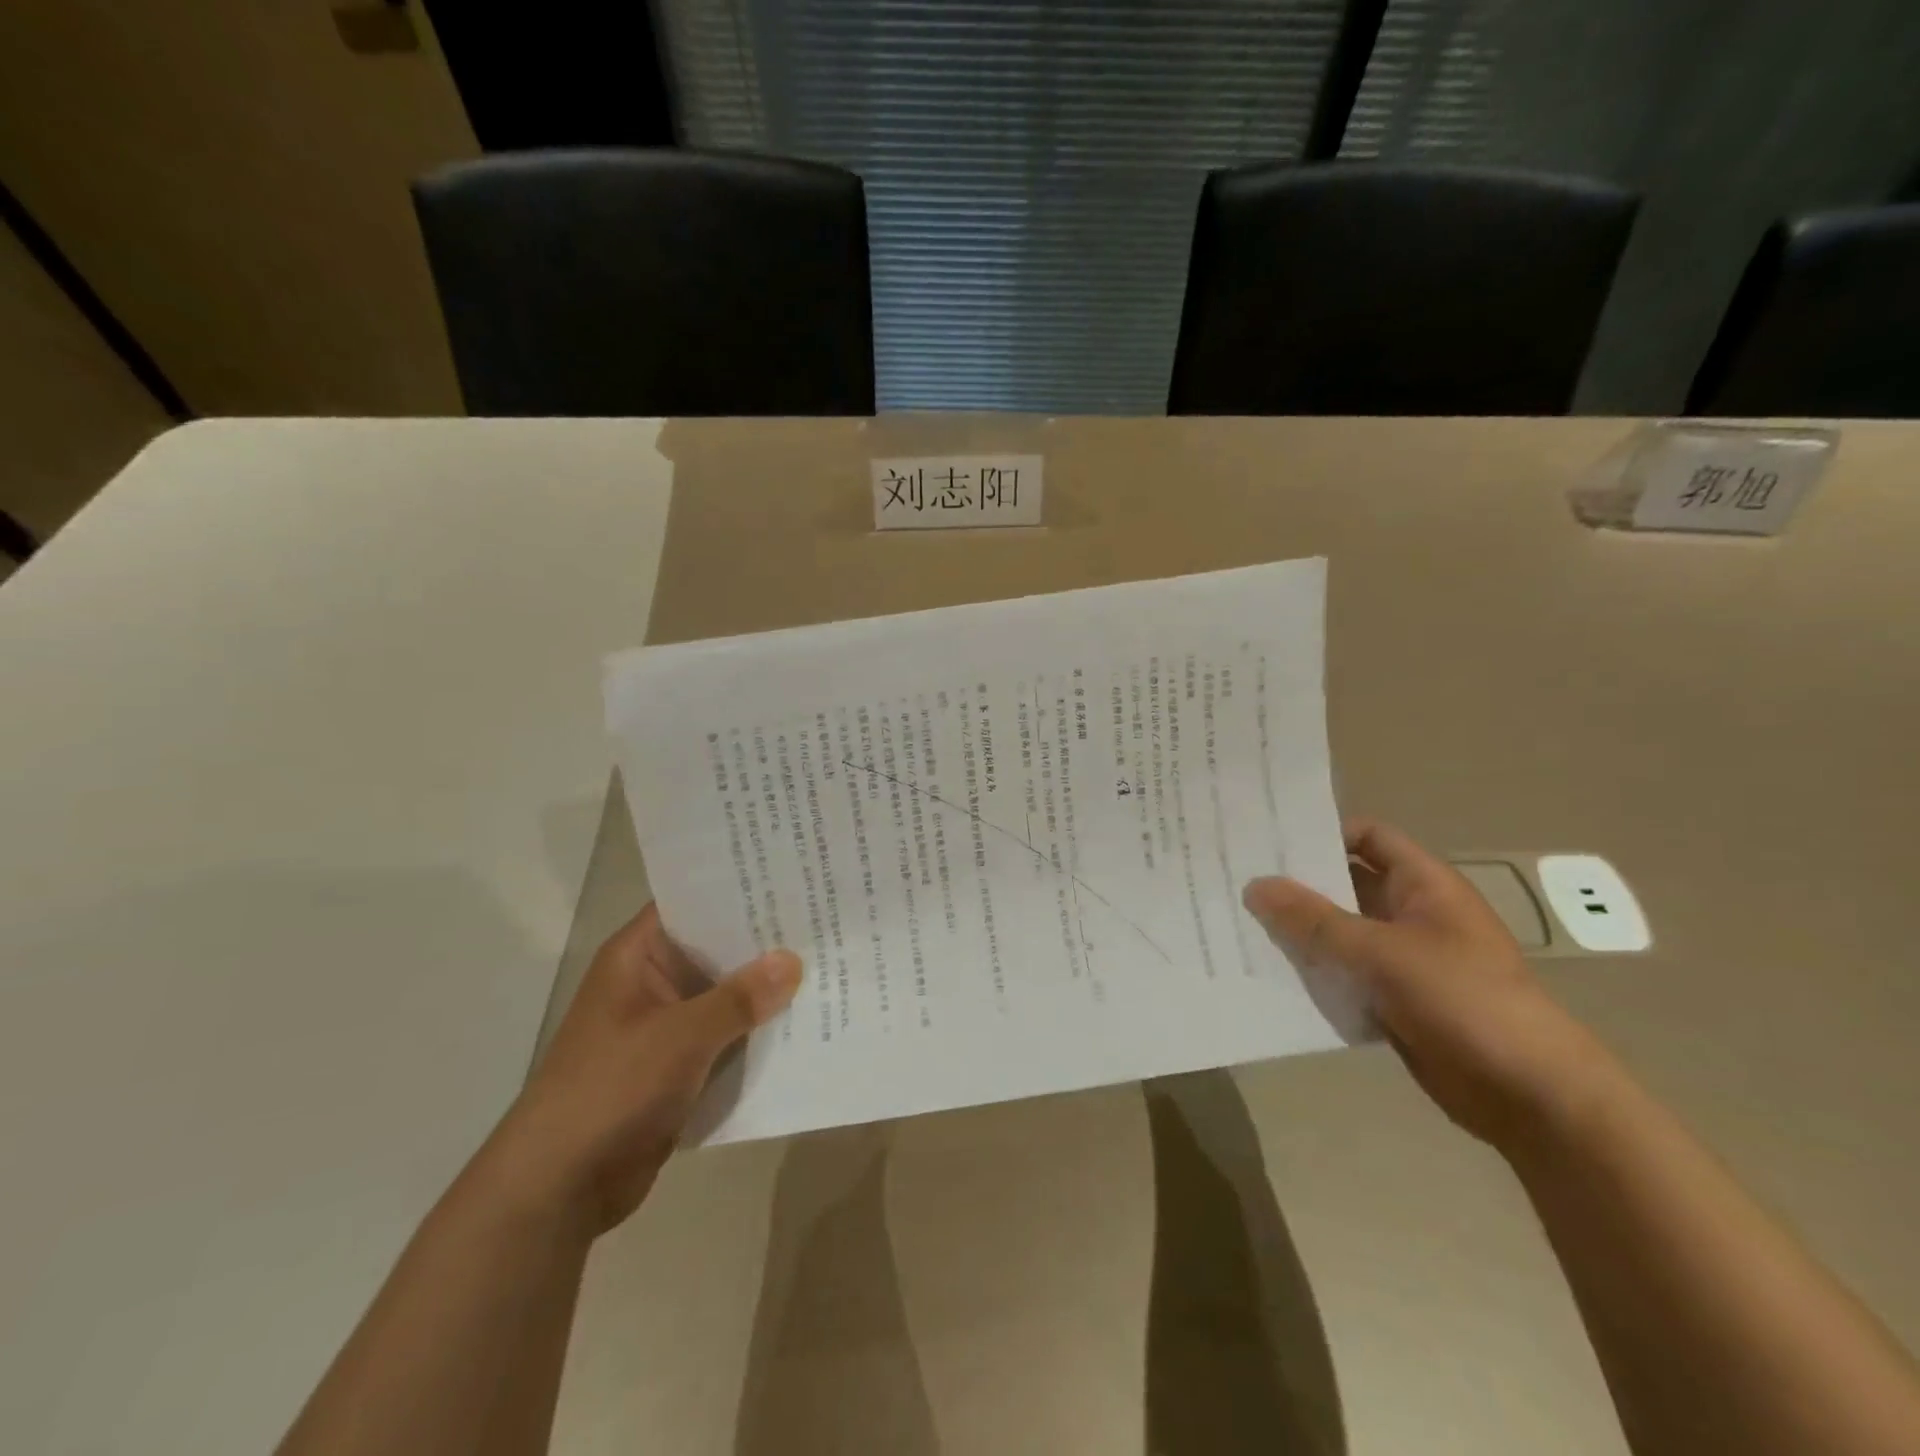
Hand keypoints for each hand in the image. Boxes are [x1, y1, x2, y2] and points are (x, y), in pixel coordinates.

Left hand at [484, 906, 801, 1234]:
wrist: (559, 1187)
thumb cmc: (611, 1089)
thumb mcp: (681, 1036)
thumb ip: (739, 998)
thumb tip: (793, 960)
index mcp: (638, 956)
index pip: (693, 904)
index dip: (739, 891)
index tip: (791, 879)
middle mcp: (652, 981)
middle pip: (716, 949)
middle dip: (765, 944)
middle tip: (825, 922)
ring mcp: (666, 1025)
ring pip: (726, 995)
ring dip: (766, 991)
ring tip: (829, 966)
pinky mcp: (678, 1064)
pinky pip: (726, 1035)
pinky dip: (757, 1031)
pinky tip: (806, 1022)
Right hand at [1243, 820, 1609, 1148]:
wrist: (1528, 1094)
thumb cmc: (1463, 1000)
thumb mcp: (1382, 952)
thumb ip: (1314, 920)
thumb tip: (1255, 886)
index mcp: (1424, 885)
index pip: (1368, 837)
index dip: (1322, 833)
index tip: (1269, 842)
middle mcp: (1412, 913)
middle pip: (1345, 884)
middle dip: (1297, 886)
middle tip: (1237, 882)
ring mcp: (1403, 958)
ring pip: (1340, 933)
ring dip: (1300, 933)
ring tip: (1240, 926)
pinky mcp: (1394, 999)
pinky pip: (1344, 975)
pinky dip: (1313, 973)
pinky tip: (1270, 974)